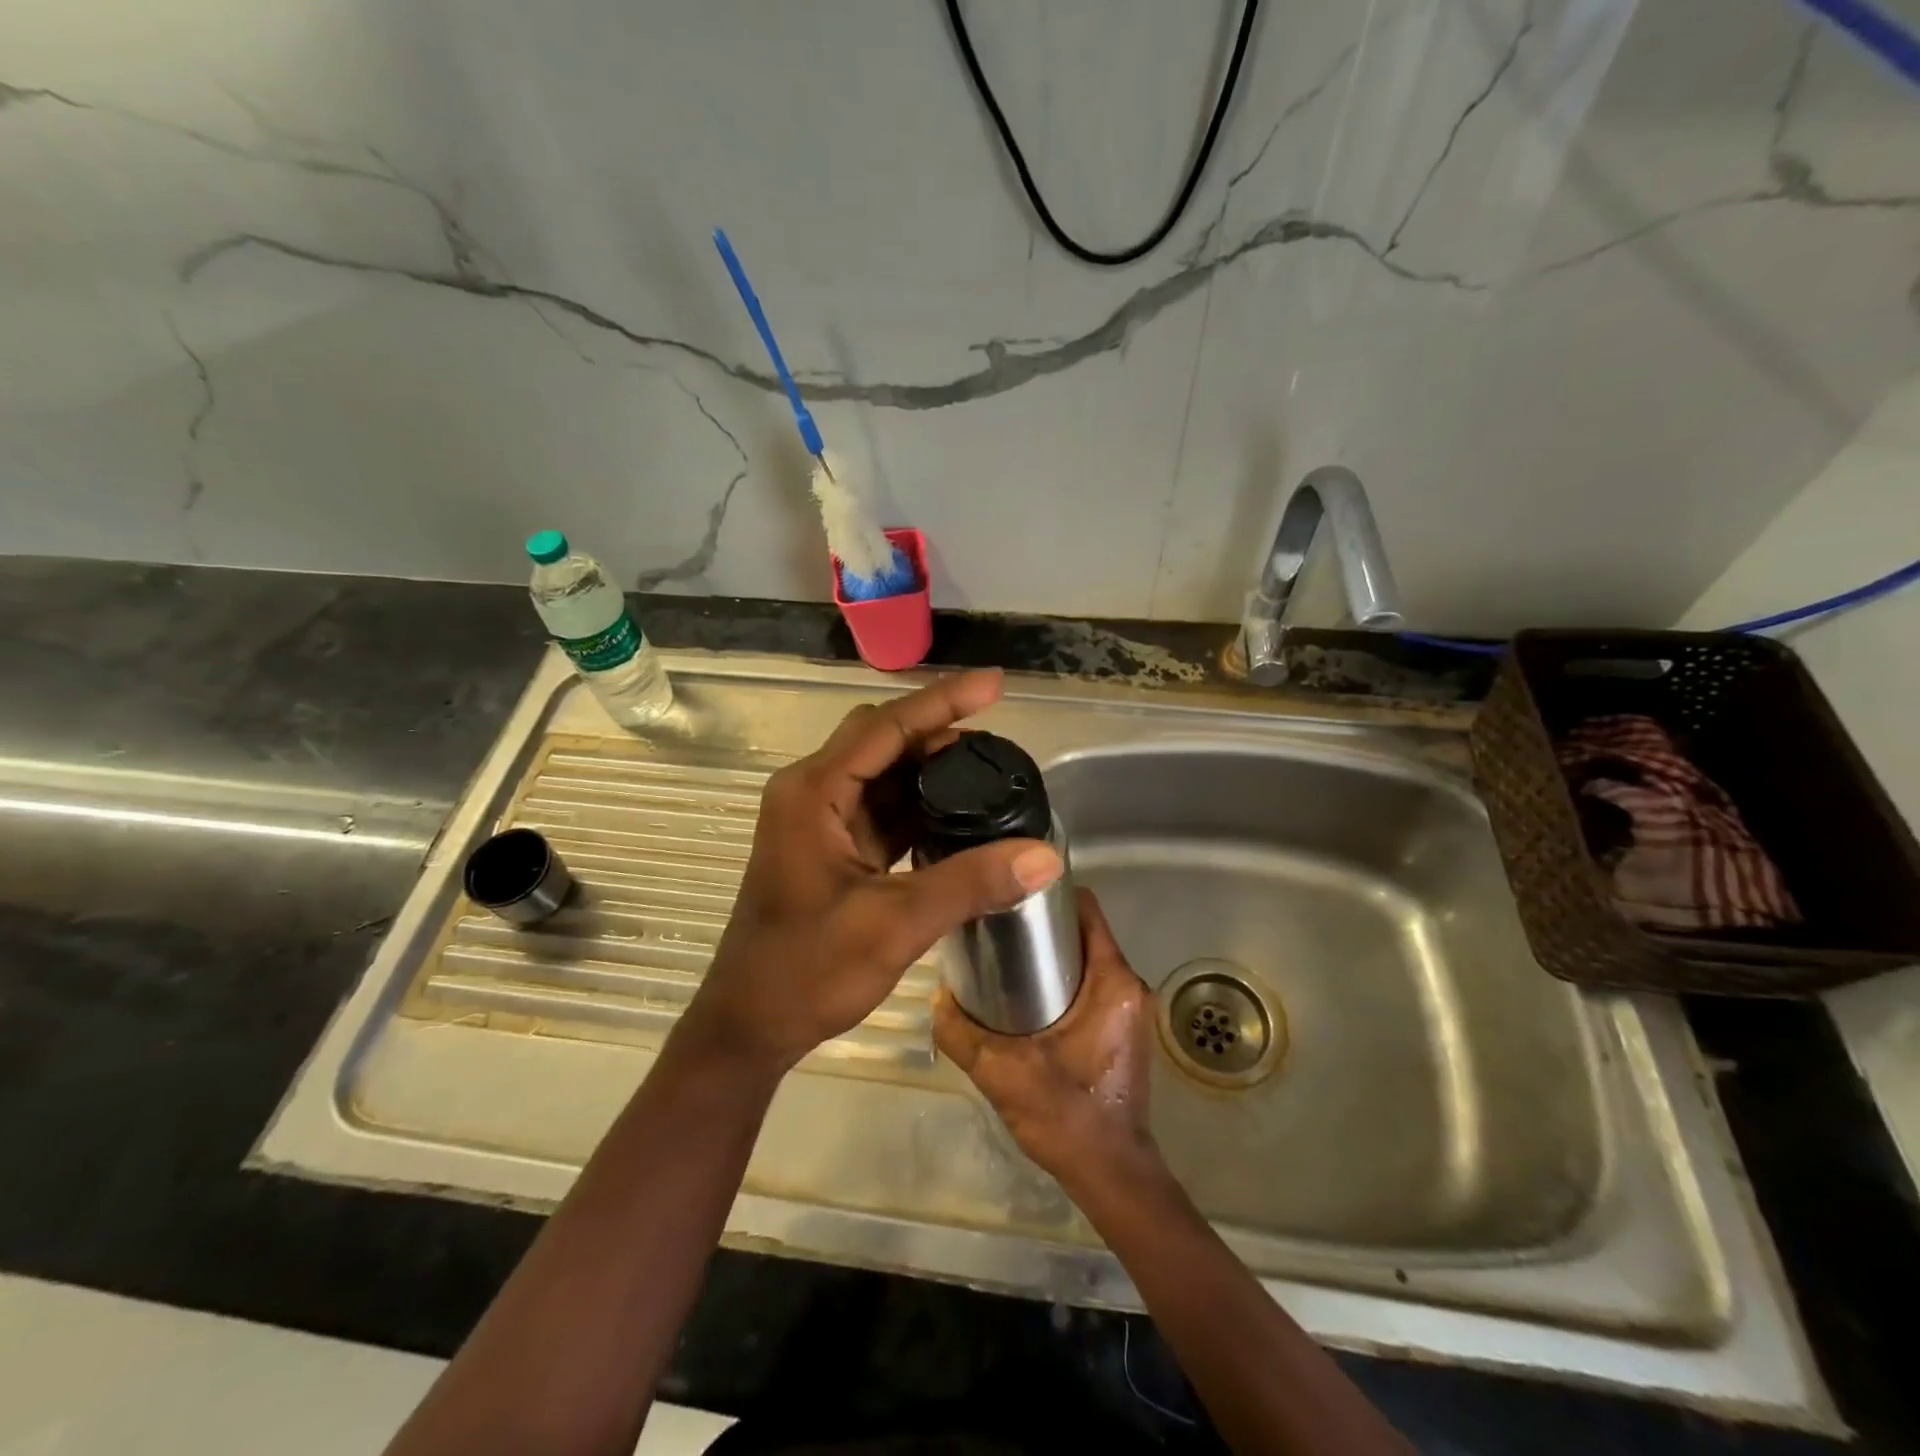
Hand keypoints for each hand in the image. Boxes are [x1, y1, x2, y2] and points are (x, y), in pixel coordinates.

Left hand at [684, 669, 1064, 1075]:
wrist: (750, 1025)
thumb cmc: (806, 971)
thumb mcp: (893, 925)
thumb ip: (969, 884)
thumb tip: (1045, 856)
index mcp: (813, 792)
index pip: (887, 726)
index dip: (943, 701)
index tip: (996, 684)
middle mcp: (812, 792)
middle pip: (883, 739)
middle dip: (939, 731)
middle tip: (998, 739)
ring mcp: (820, 820)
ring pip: (883, 773)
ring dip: (931, 769)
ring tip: (990, 773)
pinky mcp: (832, 847)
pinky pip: (882, 808)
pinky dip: (919, 805)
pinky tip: (959, 815)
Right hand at [934, 889, 1156, 1188]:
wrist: (1112, 1175)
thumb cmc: (1067, 1117)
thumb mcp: (1002, 1072)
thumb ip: (962, 1032)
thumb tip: (937, 994)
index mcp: (1112, 982)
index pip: (1087, 909)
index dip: (1050, 894)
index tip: (1011, 895)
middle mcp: (1130, 986)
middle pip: (1085, 931)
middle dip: (1043, 925)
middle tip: (997, 929)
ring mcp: (1130, 1008)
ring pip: (1088, 958)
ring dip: (1052, 954)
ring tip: (1005, 959)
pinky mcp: (1124, 1028)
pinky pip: (1093, 984)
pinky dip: (1063, 979)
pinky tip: (1027, 997)